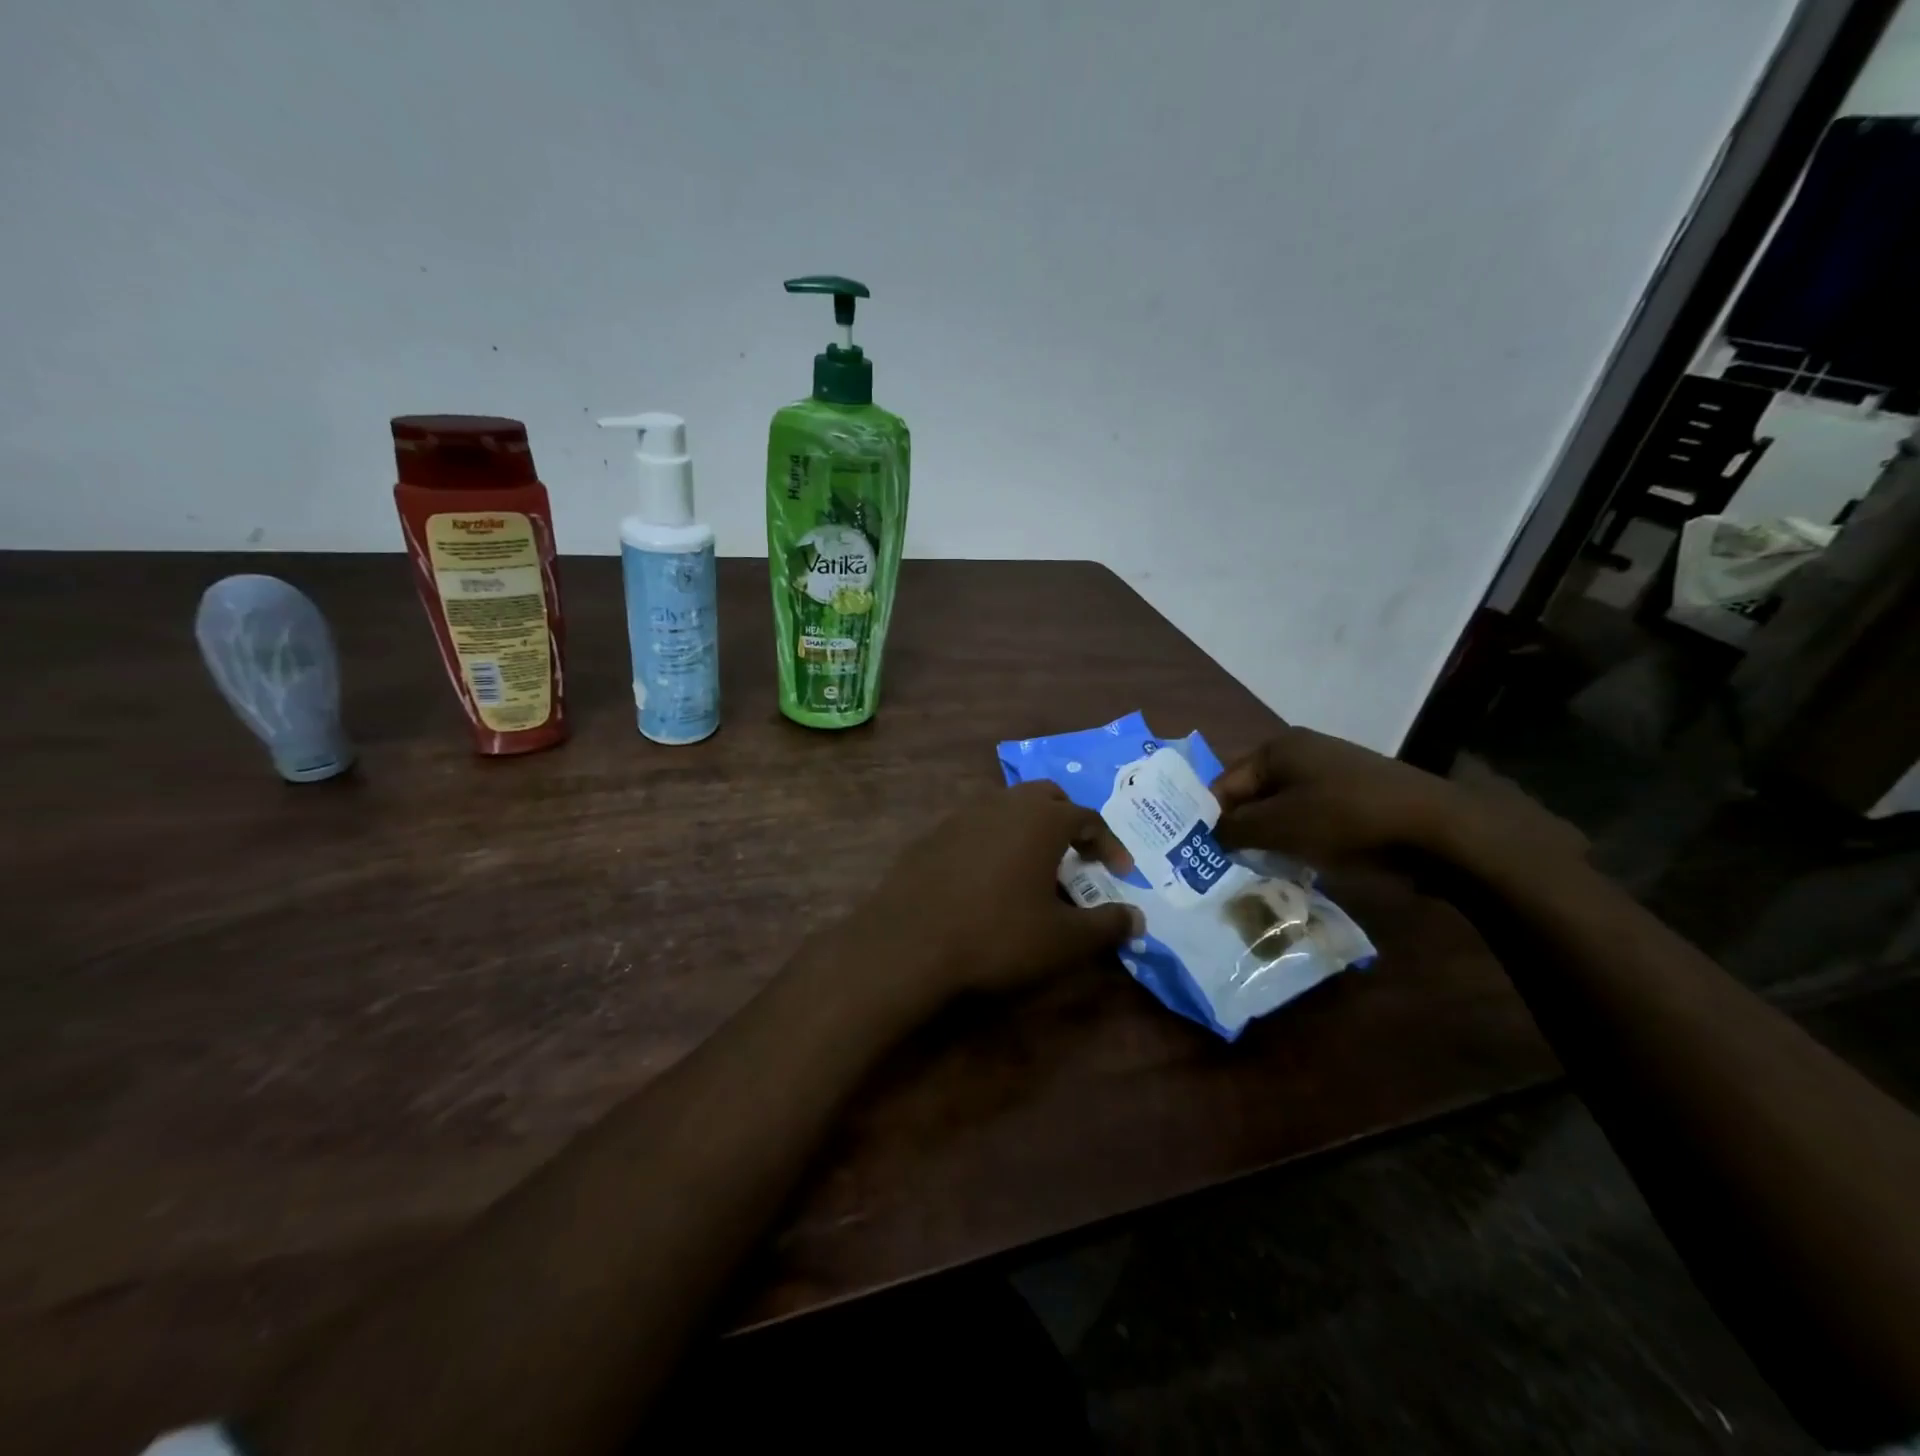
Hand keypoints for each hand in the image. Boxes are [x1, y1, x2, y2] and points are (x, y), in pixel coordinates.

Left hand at [828, 782, 1140, 1015]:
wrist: (909, 942)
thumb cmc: (998, 936)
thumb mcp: (1063, 940)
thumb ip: (1106, 926)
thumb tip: (1137, 919)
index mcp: (1041, 819)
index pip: (1088, 818)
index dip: (1109, 844)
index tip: (1120, 872)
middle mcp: (1003, 804)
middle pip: (1046, 798)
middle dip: (1068, 822)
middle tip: (1078, 857)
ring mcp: (962, 815)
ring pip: (1007, 808)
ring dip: (1029, 829)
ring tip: (1035, 869)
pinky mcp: (932, 835)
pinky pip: (976, 827)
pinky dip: (994, 842)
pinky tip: (990, 879)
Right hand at [1211, 725, 1583, 869]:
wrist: (1437, 830)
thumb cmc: (1345, 819)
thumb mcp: (1278, 825)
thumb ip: (1233, 829)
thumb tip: (1209, 835)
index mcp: (1277, 748)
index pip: (1223, 784)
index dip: (1209, 819)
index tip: (1200, 855)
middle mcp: (1301, 754)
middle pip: (1252, 797)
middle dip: (1239, 831)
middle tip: (1226, 867)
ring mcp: (1331, 776)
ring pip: (1281, 812)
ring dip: (1269, 841)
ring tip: (1259, 872)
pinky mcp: (1354, 801)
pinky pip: (1310, 821)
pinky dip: (1299, 842)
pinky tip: (1298, 866)